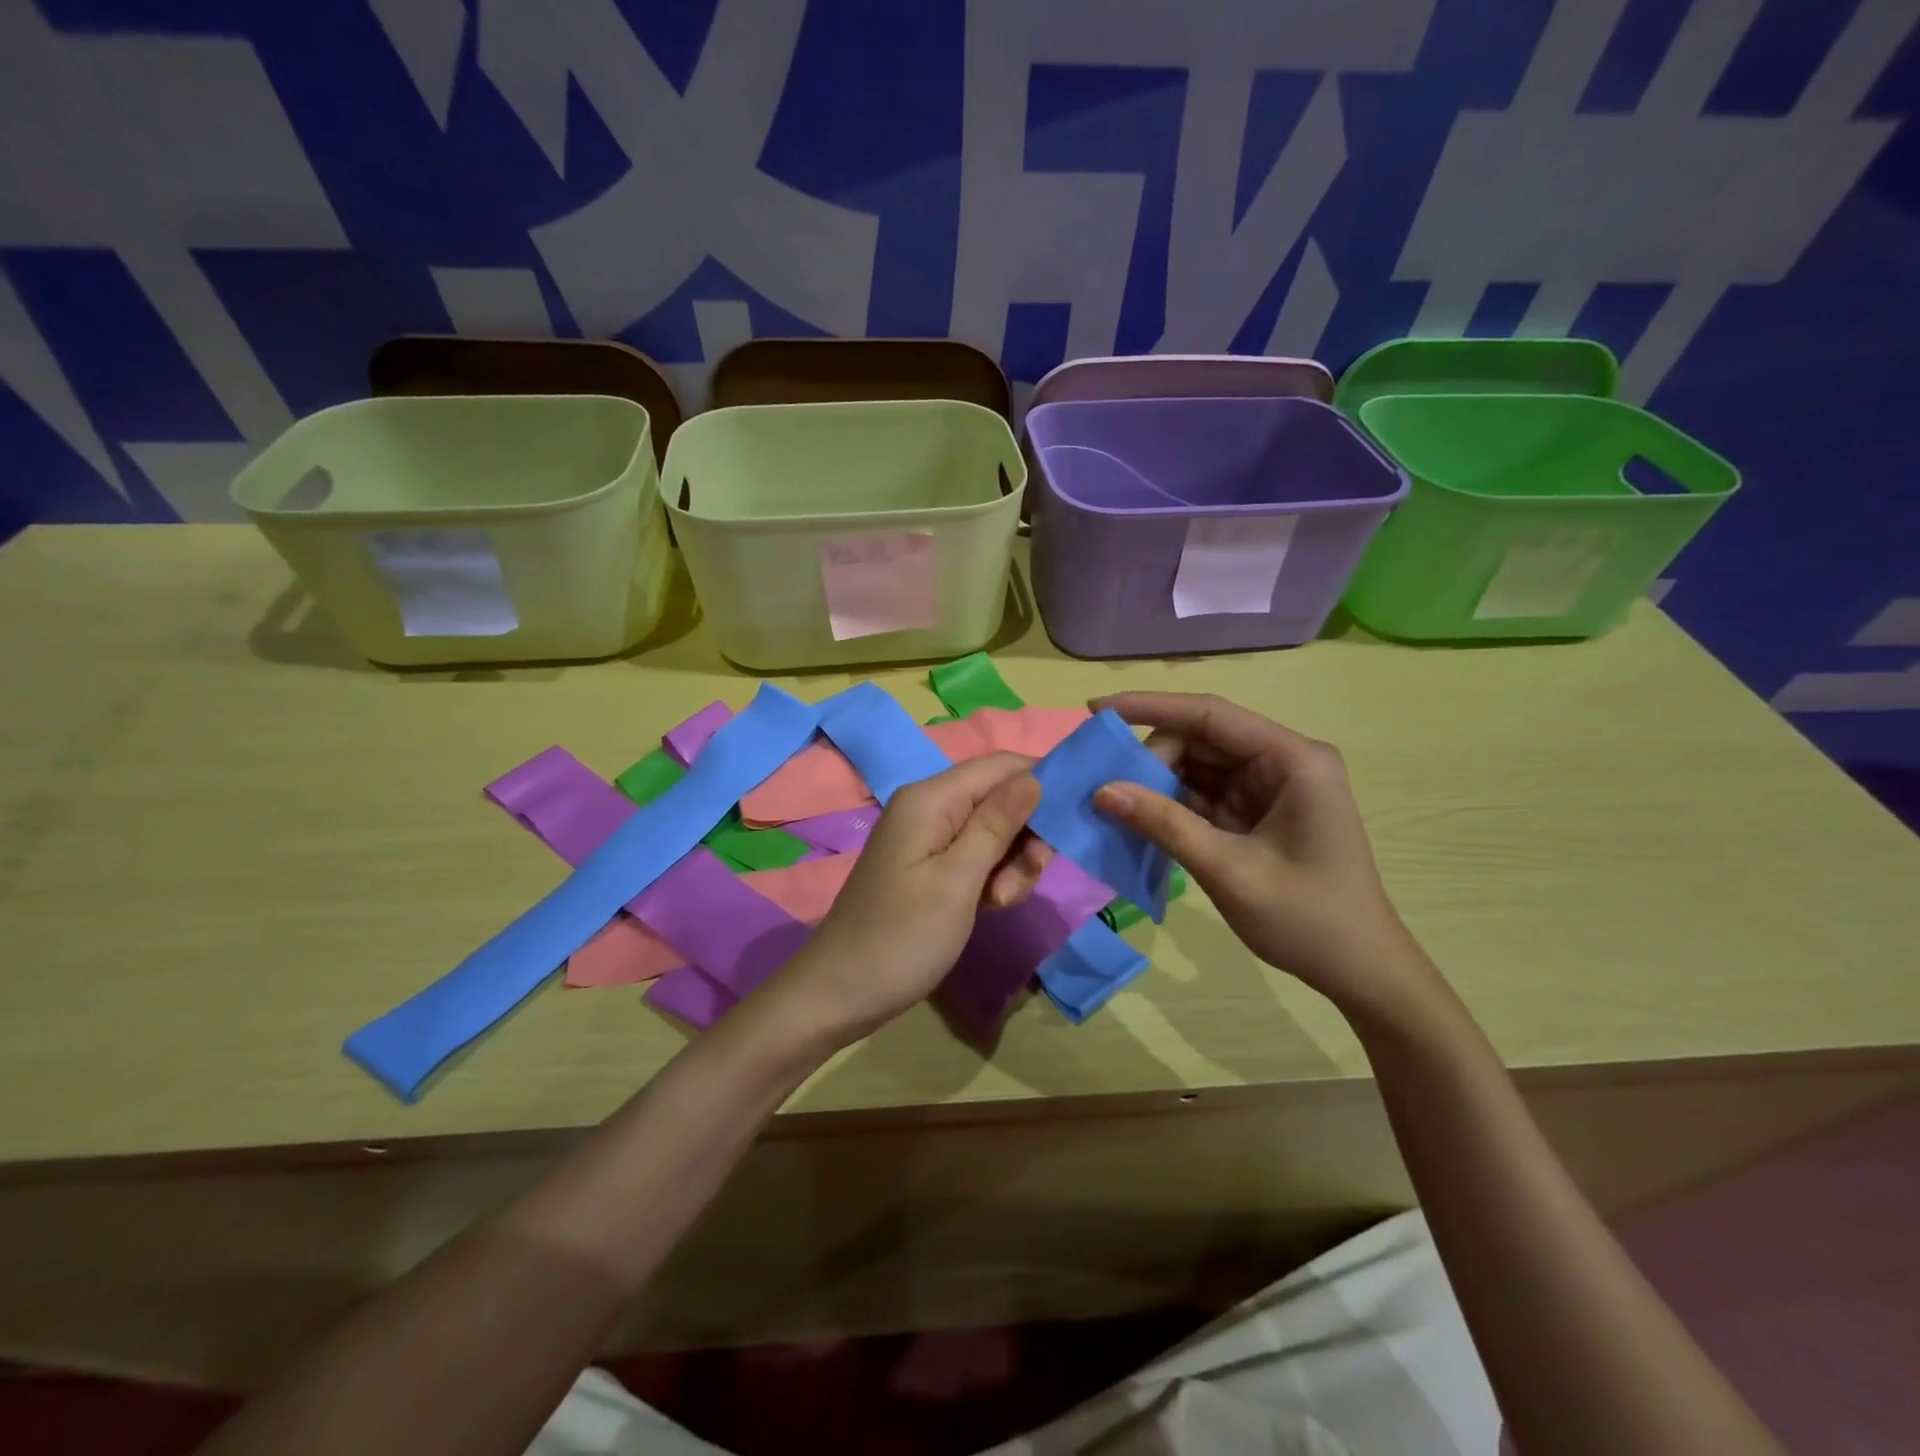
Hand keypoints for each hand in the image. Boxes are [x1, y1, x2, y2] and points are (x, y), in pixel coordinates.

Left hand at [768, 753, 1044, 1045]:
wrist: (840, 992)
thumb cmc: (902, 936)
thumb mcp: (958, 880)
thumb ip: (997, 824)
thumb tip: (1034, 777)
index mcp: (931, 798)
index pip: (1001, 765)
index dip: (1042, 781)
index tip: (1076, 820)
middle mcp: (929, 806)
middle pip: (1001, 798)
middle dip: (1025, 836)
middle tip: (1026, 880)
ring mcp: (928, 837)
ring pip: (994, 831)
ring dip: (1010, 864)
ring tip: (999, 903)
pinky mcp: (929, 864)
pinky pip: (976, 856)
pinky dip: (991, 878)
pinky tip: (988, 908)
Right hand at [1090, 693, 1428, 1014]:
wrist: (1360, 972)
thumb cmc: (1308, 919)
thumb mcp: (1230, 871)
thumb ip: (1164, 825)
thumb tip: (1101, 791)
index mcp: (1293, 760)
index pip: (1210, 715)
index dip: (1150, 707)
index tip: (1096, 710)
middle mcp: (1282, 761)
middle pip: (1200, 739)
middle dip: (1151, 759)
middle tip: (1107, 790)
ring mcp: (1268, 787)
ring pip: (1196, 766)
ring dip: (1156, 783)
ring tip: (1113, 804)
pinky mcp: (1255, 813)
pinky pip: (1202, 795)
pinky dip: (1169, 807)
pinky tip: (1137, 820)